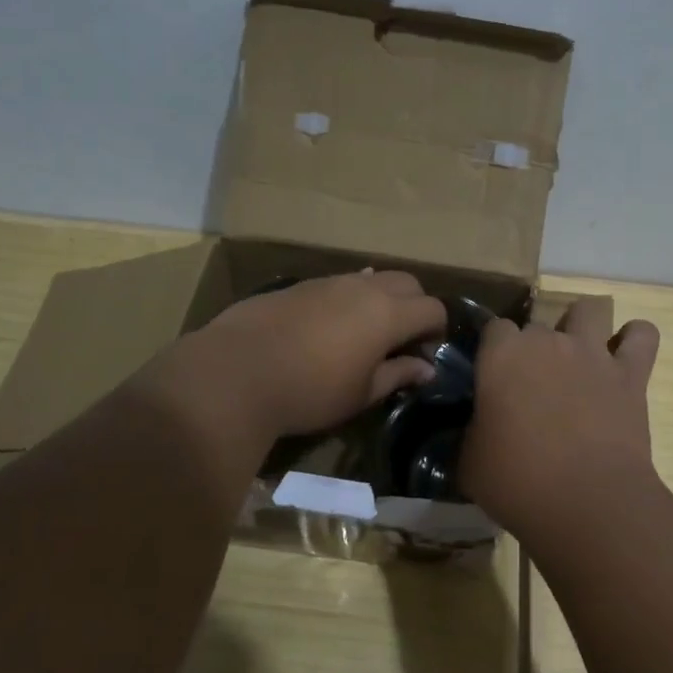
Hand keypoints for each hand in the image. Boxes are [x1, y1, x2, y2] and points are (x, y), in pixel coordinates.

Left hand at [149, 270, 447, 441]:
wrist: (235, 372)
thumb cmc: (309, 391)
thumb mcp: (361, 393)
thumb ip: (398, 375)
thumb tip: (426, 369)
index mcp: (387, 313)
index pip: (432, 308)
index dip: (436, 330)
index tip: (424, 355)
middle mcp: (363, 287)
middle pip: (407, 282)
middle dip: (414, 306)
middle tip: (401, 340)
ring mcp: (328, 281)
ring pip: (371, 279)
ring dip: (380, 300)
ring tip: (364, 335)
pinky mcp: (298, 285)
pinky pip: (338, 284)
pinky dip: (348, 299)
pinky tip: (329, 328)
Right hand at [460, 297, 661, 538]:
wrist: (588, 502)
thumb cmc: (517, 482)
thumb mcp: (469, 462)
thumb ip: (470, 432)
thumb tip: (475, 430)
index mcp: (501, 356)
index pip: (494, 327)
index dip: (493, 350)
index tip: (493, 376)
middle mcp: (547, 342)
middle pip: (537, 323)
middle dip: (534, 347)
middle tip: (533, 384)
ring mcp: (592, 353)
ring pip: (590, 309)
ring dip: (584, 325)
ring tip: (579, 354)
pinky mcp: (631, 374)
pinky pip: (642, 335)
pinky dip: (635, 339)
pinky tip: (625, 357)